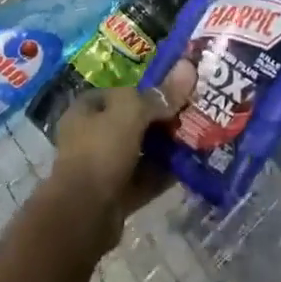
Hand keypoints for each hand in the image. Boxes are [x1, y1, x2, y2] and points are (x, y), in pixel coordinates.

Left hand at [46, 62, 196, 253]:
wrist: (83, 214)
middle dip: (161, 119)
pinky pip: (145, 178)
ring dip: (165, 147)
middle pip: (133, 121)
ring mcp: (103, 167)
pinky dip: (164, 174)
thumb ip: (160, 95)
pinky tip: (189, 167)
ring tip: (197, 138)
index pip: (121, 92)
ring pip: (140, 151)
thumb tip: (188, 67)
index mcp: (86, 109)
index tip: (178, 90)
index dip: (148, 90)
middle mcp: (91, 135)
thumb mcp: (131, 113)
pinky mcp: (116, 194)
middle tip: (193, 114)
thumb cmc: (101, 151)